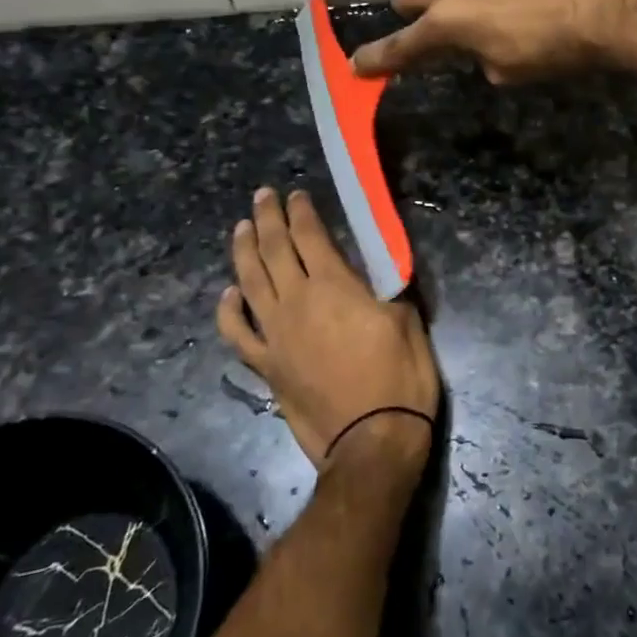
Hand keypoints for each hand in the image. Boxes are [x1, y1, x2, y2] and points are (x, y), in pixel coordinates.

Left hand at [216, 187, 438, 473]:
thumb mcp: (407, 322)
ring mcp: (275, 334)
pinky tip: (229, 294)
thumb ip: (385, 289)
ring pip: (249, 282)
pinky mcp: (266, 365)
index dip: (302, 212)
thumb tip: (375, 273)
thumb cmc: (399, 378)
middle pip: (274, 250)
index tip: (297, 195)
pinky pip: (237, 332)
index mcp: (334, 287)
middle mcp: (296, 302)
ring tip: (241, 228)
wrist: (371, 441)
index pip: (310, 236)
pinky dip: (229, 310)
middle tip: (262, 197)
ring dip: (244, 251)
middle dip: (267, 218)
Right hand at [351, 0, 636, 83]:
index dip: (378, 58)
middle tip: (434, 17)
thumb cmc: (558, 50)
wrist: (607, 6)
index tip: (360, 65)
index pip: (401, 45)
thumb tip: (473, 46)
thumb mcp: (509, 71)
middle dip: (414, 7)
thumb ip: (476, 56)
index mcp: (449, 23)